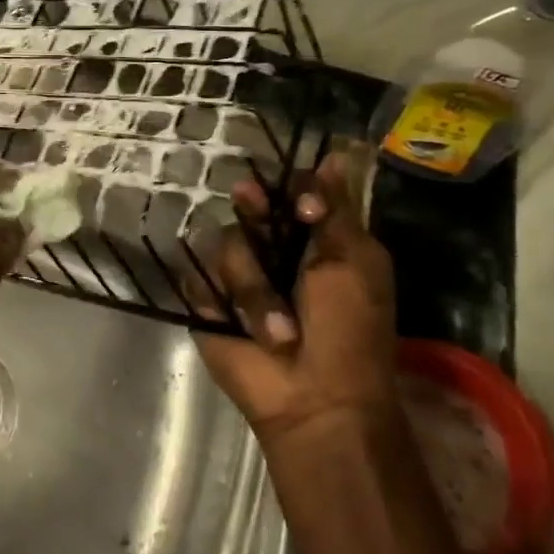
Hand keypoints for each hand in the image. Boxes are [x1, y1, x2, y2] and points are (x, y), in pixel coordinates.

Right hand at [195, 151, 397, 447]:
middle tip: (252, 206)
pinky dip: (218, 303)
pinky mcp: (208, 303)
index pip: (290, 195)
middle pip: (249, 209)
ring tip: (277, 332)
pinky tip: (235, 326)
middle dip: (252, 208)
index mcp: (313, 241)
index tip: (302, 205)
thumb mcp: (356, 263)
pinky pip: (198, 279)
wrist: (315, 397)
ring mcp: (237, 278)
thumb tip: (335, 156)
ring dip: (254, 291)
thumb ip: (337, 211)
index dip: (290, 190)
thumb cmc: (349, 331)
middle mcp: (273, 253)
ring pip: (225, 247)